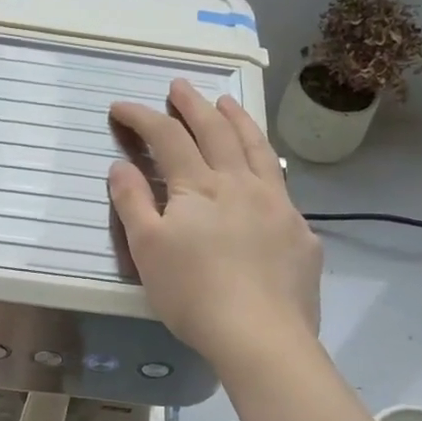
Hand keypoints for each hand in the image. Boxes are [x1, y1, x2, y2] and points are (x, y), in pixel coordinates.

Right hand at [108, 79, 321, 365]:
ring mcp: (277, 204)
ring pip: (257, 149)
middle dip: (194, 104)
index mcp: (199, 187)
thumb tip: (121, 165)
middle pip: (216, 131)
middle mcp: (241, 183)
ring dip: (239, 120)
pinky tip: (266, 171)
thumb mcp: (147, 251)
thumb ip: (133, 203)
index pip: (167, 138)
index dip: (142, 118)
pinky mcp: (300, 231)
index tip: (121, 107)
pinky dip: (268, 165)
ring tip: (228, 102)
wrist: (260, 335)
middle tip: (180, 85)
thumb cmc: (193, 294)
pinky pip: (282, 185)